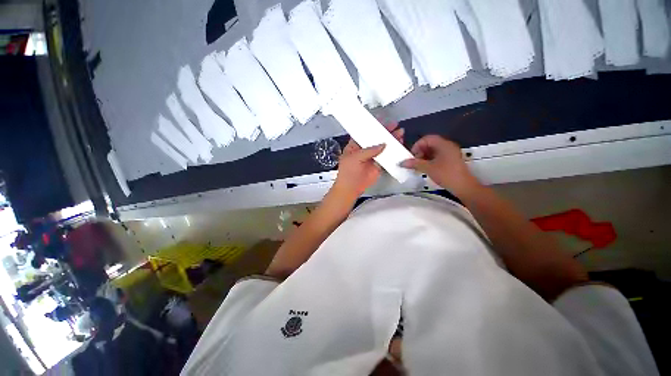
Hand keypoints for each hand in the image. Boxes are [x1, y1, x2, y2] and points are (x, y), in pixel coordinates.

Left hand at [332, 122, 404, 200]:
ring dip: (391, 141)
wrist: (351, 188)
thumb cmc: (349, 171)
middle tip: (395, 125)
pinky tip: (399, 147)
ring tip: (400, 134)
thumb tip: (384, 144)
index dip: (373, 126)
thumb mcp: (355, 157)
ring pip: (382, 147)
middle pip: (376, 139)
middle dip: (385, 132)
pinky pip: (386, 157)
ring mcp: (372, 157)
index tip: (383, 120)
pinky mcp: (378, 165)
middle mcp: (364, 150)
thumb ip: (369, 150)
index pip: (364, 133)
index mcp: (355, 145)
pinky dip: (393, 153)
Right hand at [401, 135, 480, 196]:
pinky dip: (429, 160)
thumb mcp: (428, 168)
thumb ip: (414, 164)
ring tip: (418, 166)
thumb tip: (402, 163)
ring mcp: (450, 153)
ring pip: (433, 150)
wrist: (463, 187)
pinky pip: (437, 156)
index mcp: (443, 144)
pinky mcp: (450, 160)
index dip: (417, 145)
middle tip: (414, 161)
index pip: (427, 139)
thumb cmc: (446, 175)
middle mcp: (447, 146)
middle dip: (419, 151)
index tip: (411, 156)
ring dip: (423, 156)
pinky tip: (424, 168)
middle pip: (430, 144)